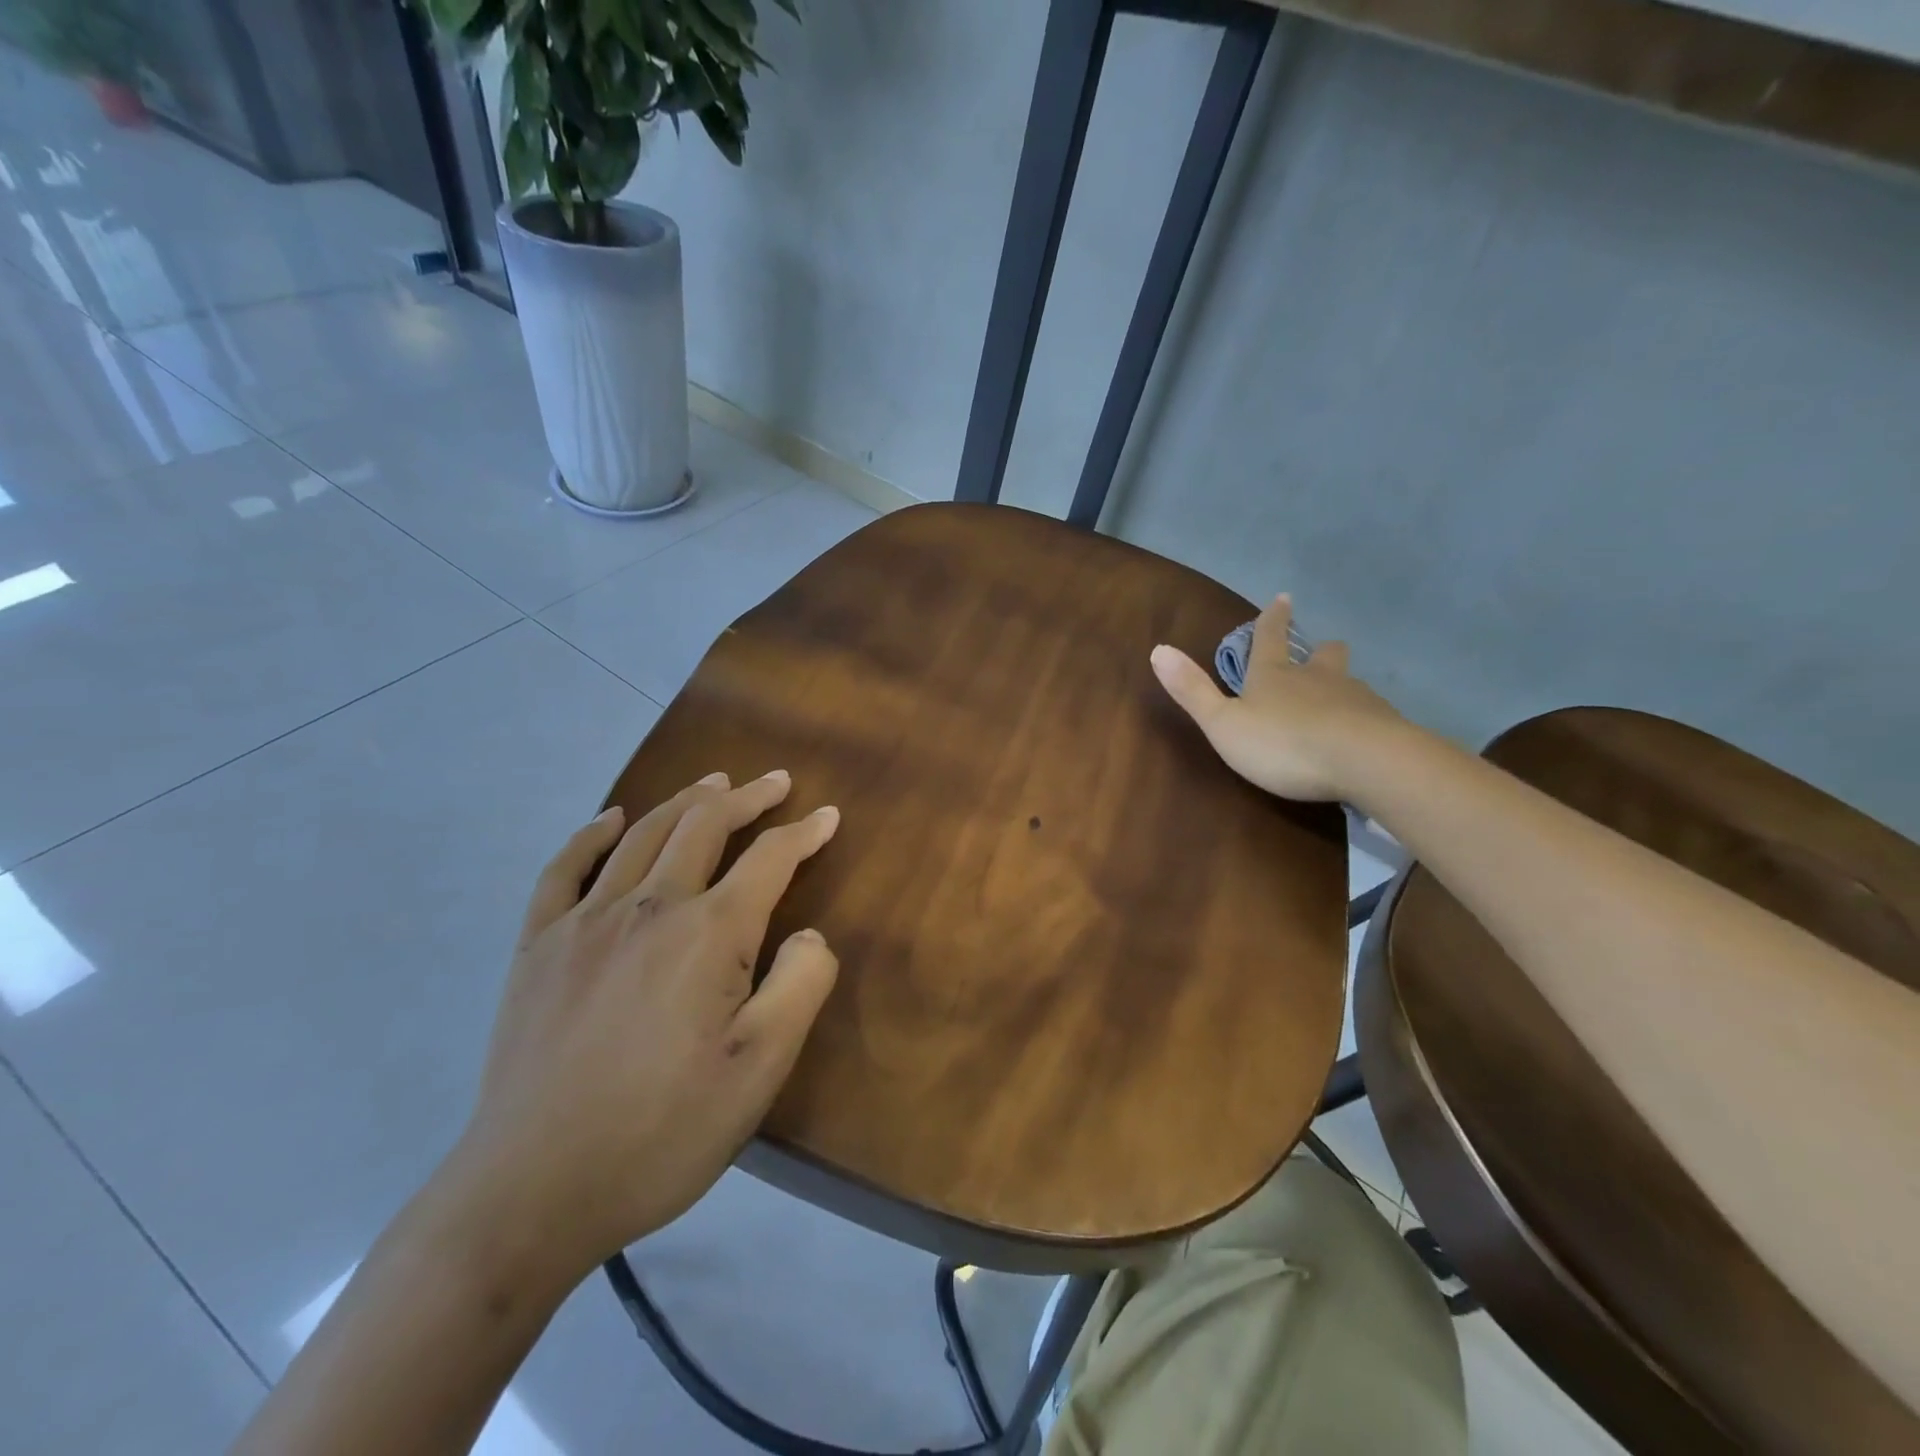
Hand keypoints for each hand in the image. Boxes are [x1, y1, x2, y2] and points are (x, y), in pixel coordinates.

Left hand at [452, 771, 840, 1279]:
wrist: (532, 1191)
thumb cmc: (664, 1130)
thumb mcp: (762, 1069)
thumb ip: (801, 985)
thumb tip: (809, 934)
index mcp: (709, 933)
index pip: (769, 859)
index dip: (804, 833)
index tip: (828, 815)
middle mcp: (649, 907)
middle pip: (704, 826)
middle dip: (746, 798)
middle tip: (774, 782)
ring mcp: (585, 922)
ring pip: (643, 834)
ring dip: (684, 802)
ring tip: (712, 783)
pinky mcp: (538, 947)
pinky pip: (565, 869)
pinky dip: (592, 835)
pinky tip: (610, 819)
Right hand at [1150, 594, 1403, 801]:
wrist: (1364, 762)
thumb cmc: (1282, 743)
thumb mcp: (1224, 723)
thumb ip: (1193, 691)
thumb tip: (1158, 649)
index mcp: (1274, 676)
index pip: (1270, 638)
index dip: (1272, 619)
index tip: (1283, 597)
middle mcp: (1317, 679)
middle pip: (1323, 655)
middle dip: (1320, 651)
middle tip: (1321, 650)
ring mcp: (1355, 700)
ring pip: (1349, 683)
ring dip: (1342, 686)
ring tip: (1339, 700)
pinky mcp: (1384, 726)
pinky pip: (1372, 715)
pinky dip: (1363, 720)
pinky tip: (1362, 736)